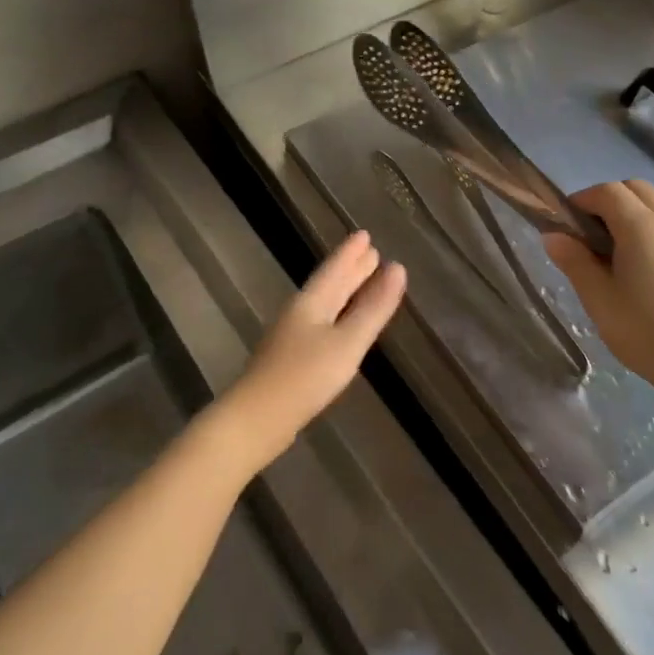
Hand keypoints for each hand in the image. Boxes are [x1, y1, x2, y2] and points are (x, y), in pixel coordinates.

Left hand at [212, 232, 405, 474]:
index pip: (335, 269)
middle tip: (371, 252)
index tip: (366, 234)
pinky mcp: (291, 358)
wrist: (256, 420)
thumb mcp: (347, 343)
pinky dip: (338, 313)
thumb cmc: (304, 377)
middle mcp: (300, 312)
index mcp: (312, 302)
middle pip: (330, 284)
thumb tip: (397, 269)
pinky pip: (321, 322)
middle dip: (351, 268)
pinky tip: (341, 324)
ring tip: (363, 279)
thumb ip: (373, 309)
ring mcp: (292, 335)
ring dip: (345, 289)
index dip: (351, 252)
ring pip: (325, 302)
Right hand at [542, 181, 653, 403]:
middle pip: (633, 189)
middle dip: (605, 201)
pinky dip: (646, 229)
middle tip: (587, 236)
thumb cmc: (646, 331)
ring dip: (628, 214)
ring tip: (610, 255)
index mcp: (640, 225)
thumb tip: (553, 235)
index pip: (606, 191)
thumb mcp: (598, 298)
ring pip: (653, 204)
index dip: (580, 201)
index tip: (564, 227)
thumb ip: (574, 260)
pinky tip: (637, 270)